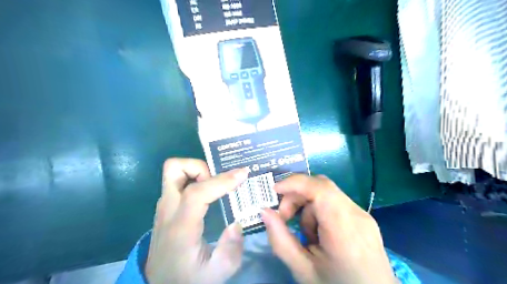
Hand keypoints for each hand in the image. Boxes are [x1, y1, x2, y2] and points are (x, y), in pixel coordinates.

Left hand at [145, 159, 248, 282]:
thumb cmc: (188, 278)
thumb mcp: (216, 273)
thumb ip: (231, 250)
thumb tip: (237, 223)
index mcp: (181, 227)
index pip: (197, 193)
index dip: (221, 181)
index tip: (243, 174)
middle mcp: (168, 210)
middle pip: (174, 169)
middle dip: (201, 167)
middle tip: (218, 182)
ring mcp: (164, 206)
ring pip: (174, 171)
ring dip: (197, 171)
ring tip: (214, 187)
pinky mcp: (166, 206)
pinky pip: (178, 180)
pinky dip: (194, 177)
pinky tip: (209, 191)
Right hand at [262, 176, 395, 283]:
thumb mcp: (303, 271)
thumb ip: (280, 240)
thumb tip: (264, 211)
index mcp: (344, 228)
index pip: (319, 188)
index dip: (294, 183)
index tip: (273, 191)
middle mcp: (356, 214)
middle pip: (321, 186)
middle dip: (297, 196)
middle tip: (284, 217)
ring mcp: (362, 214)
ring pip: (326, 194)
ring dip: (307, 207)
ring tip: (306, 235)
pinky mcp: (363, 218)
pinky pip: (334, 203)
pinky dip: (318, 211)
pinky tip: (319, 234)